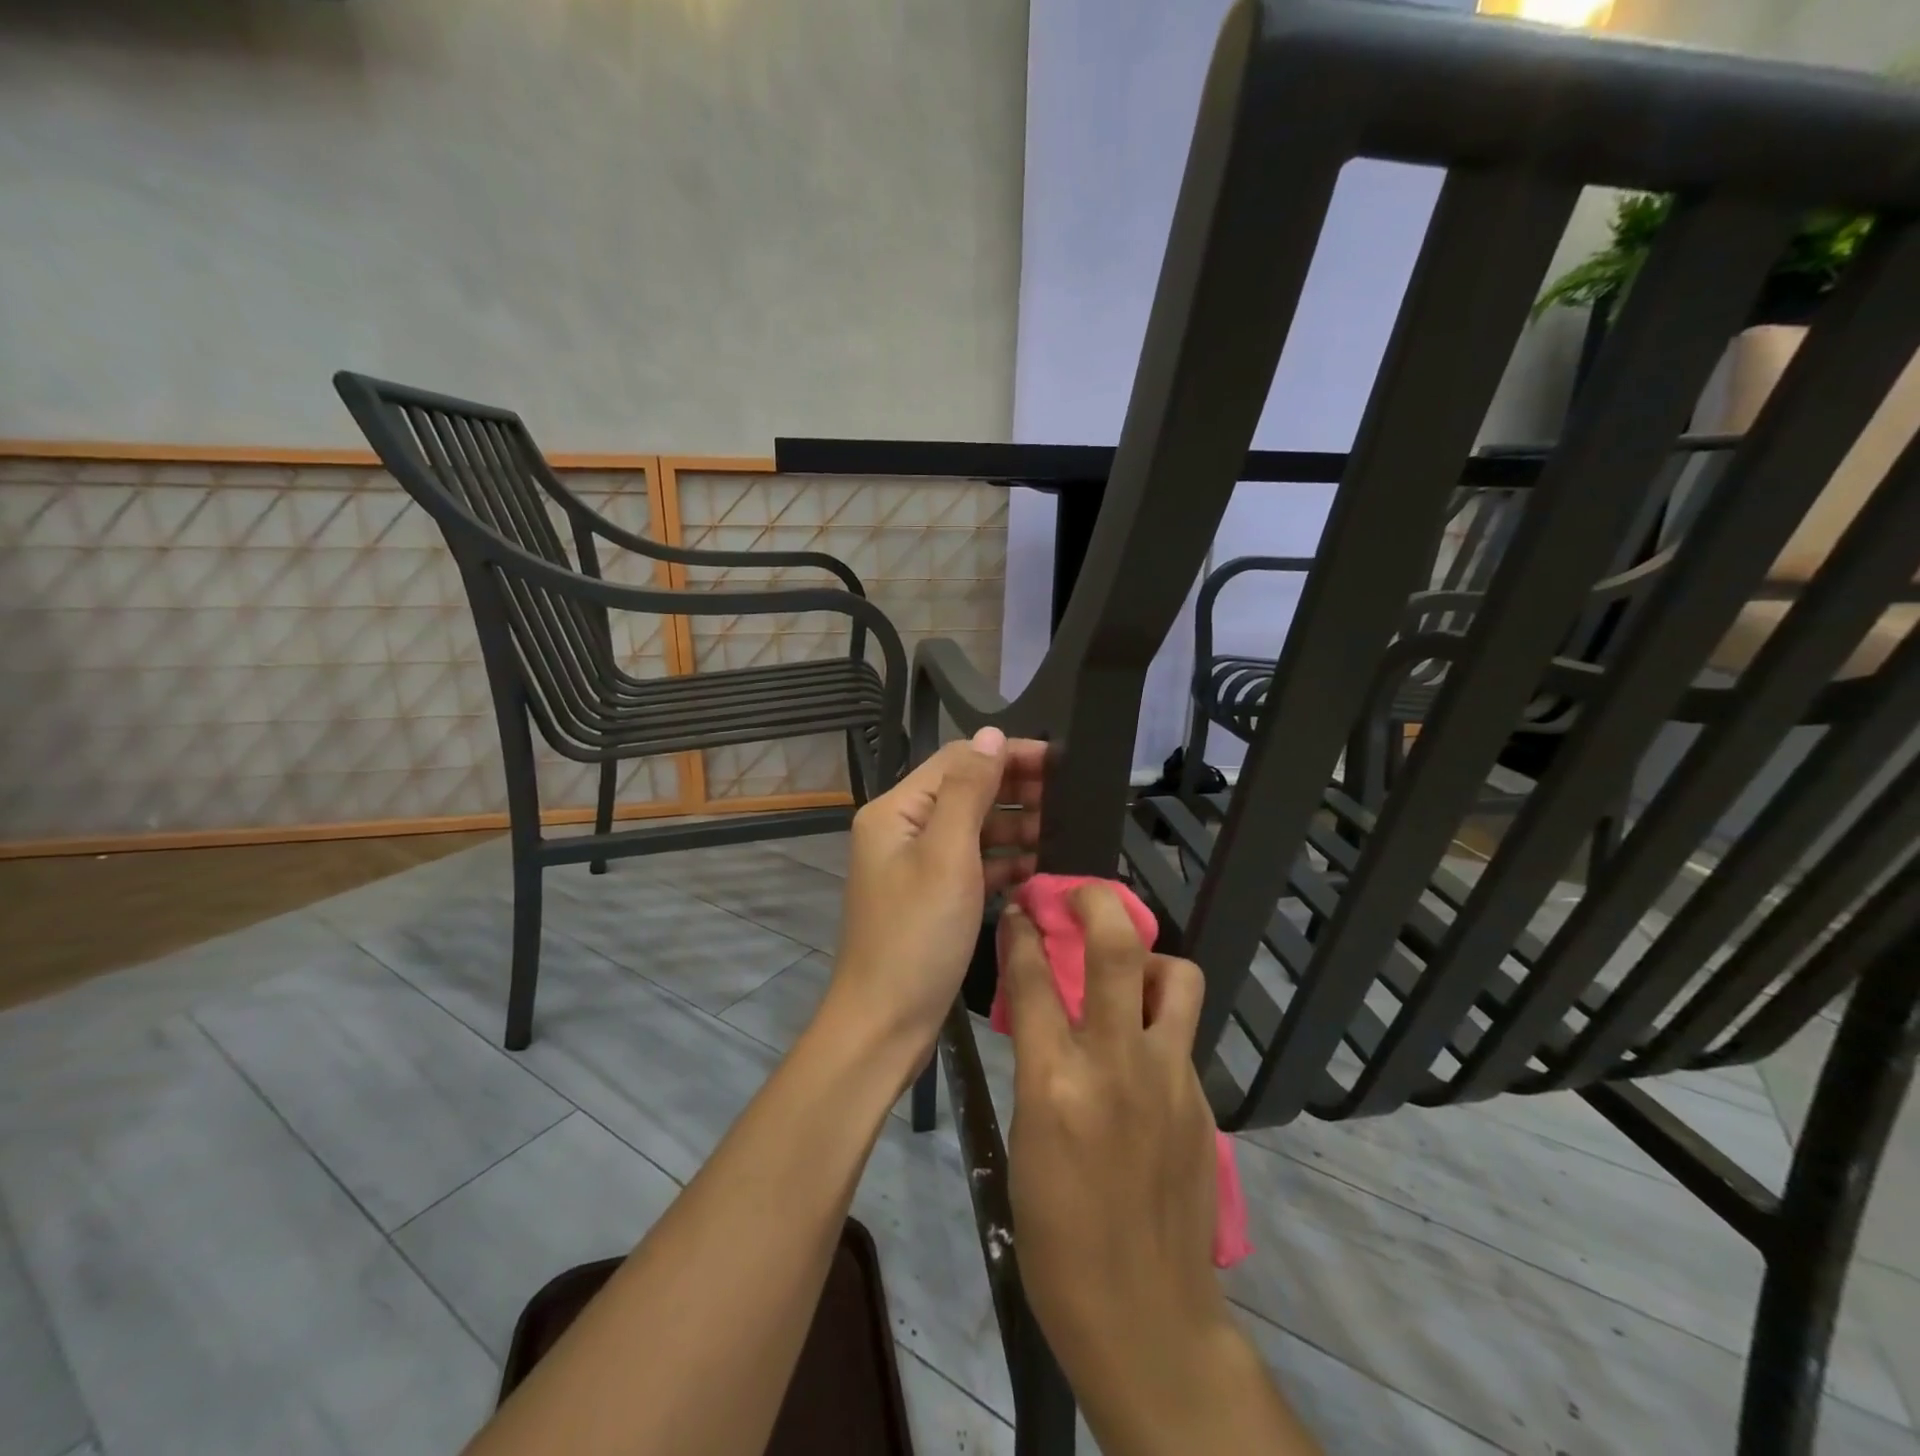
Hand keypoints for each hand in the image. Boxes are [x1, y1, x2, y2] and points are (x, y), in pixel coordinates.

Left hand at [823, 727, 1044, 1069]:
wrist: (885, 1024)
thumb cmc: (917, 935)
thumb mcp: (947, 855)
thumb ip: (969, 790)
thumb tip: (992, 733)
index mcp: (897, 810)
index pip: (957, 761)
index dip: (1007, 755)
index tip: (1059, 761)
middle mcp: (903, 830)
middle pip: (966, 793)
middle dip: (1015, 790)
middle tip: (1068, 799)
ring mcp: (917, 866)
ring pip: (973, 830)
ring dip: (1014, 827)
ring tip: (1061, 833)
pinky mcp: (933, 898)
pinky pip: (973, 865)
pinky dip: (1004, 863)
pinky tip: (1039, 869)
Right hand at [1005, 886, 1309, 1455]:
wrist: (1147, 1318)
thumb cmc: (1057, 1239)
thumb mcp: (1024, 1143)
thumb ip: (1039, 1069)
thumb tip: (1044, 1019)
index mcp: (1055, 1083)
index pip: (1033, 979)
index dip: (1021, 933)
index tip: (1019, 910)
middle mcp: (1117, 1064)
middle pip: (1118, 949)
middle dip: (1096, 902)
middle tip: (1080, 896)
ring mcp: (1170, 1078)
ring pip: (1177, 978)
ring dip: (1151, 960)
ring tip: (1130, 977)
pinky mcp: (1202, 1100)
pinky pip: (1184, 1033)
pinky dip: (1162, 1021)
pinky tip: (1144, 1052)